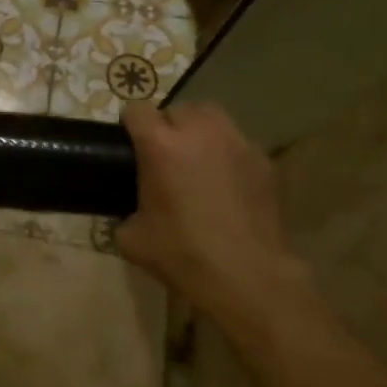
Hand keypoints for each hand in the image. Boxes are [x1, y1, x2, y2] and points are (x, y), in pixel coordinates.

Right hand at [116, 101, 307, 315]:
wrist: (248, 277)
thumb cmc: (184, 255)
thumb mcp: (132, 239)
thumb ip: (123, 213)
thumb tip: (127, 212)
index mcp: (160, 144)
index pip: (136, 110)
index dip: (130, 125)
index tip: (130, 145)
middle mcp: (198, 131)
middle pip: (176, 109)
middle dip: (167, 127)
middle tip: (165, 157)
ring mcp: (235, 142)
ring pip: (211, 117)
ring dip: (199, 130)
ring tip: (197, 159)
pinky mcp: (263, 160)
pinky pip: (237, 143)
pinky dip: (227, 153)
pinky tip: (227, 182)